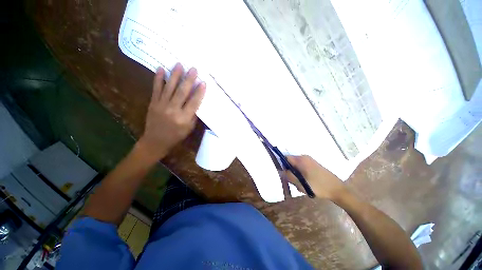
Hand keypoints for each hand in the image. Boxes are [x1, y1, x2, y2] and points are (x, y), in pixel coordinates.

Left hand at [136, 63, 205, 161]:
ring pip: (170, 88)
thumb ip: (193, 115)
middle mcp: (173, 110)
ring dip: (175, 75)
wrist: (156, 141)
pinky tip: (161, 69)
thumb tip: (197, 101)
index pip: (194, 102)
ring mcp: (162, 105)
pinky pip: (156, 89)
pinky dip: (158, 79)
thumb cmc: (177, 136)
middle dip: (189, 80)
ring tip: (179, 64)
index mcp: (184, 118)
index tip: (204, 82)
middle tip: (194, 69)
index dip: (199, 92)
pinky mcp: (153, 103)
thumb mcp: (189, 128)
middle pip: (182, 92)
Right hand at [284, 155, 347, 200]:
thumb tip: (282, 170)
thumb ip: (289, 176)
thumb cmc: (318, 187)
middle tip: (293, 181)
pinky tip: (306, 181)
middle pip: (290, 161)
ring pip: (296, 165)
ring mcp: (309, 160)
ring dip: (295, 173)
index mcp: (301, 160)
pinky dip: (300, 172)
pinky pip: (301, 166)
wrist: (337, 189)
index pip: (285, 158)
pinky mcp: (313, 163)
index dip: (282, 165)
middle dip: (289, 170)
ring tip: (301, 183)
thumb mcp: (301, 184)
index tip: (284, 174)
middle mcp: (304, 157)